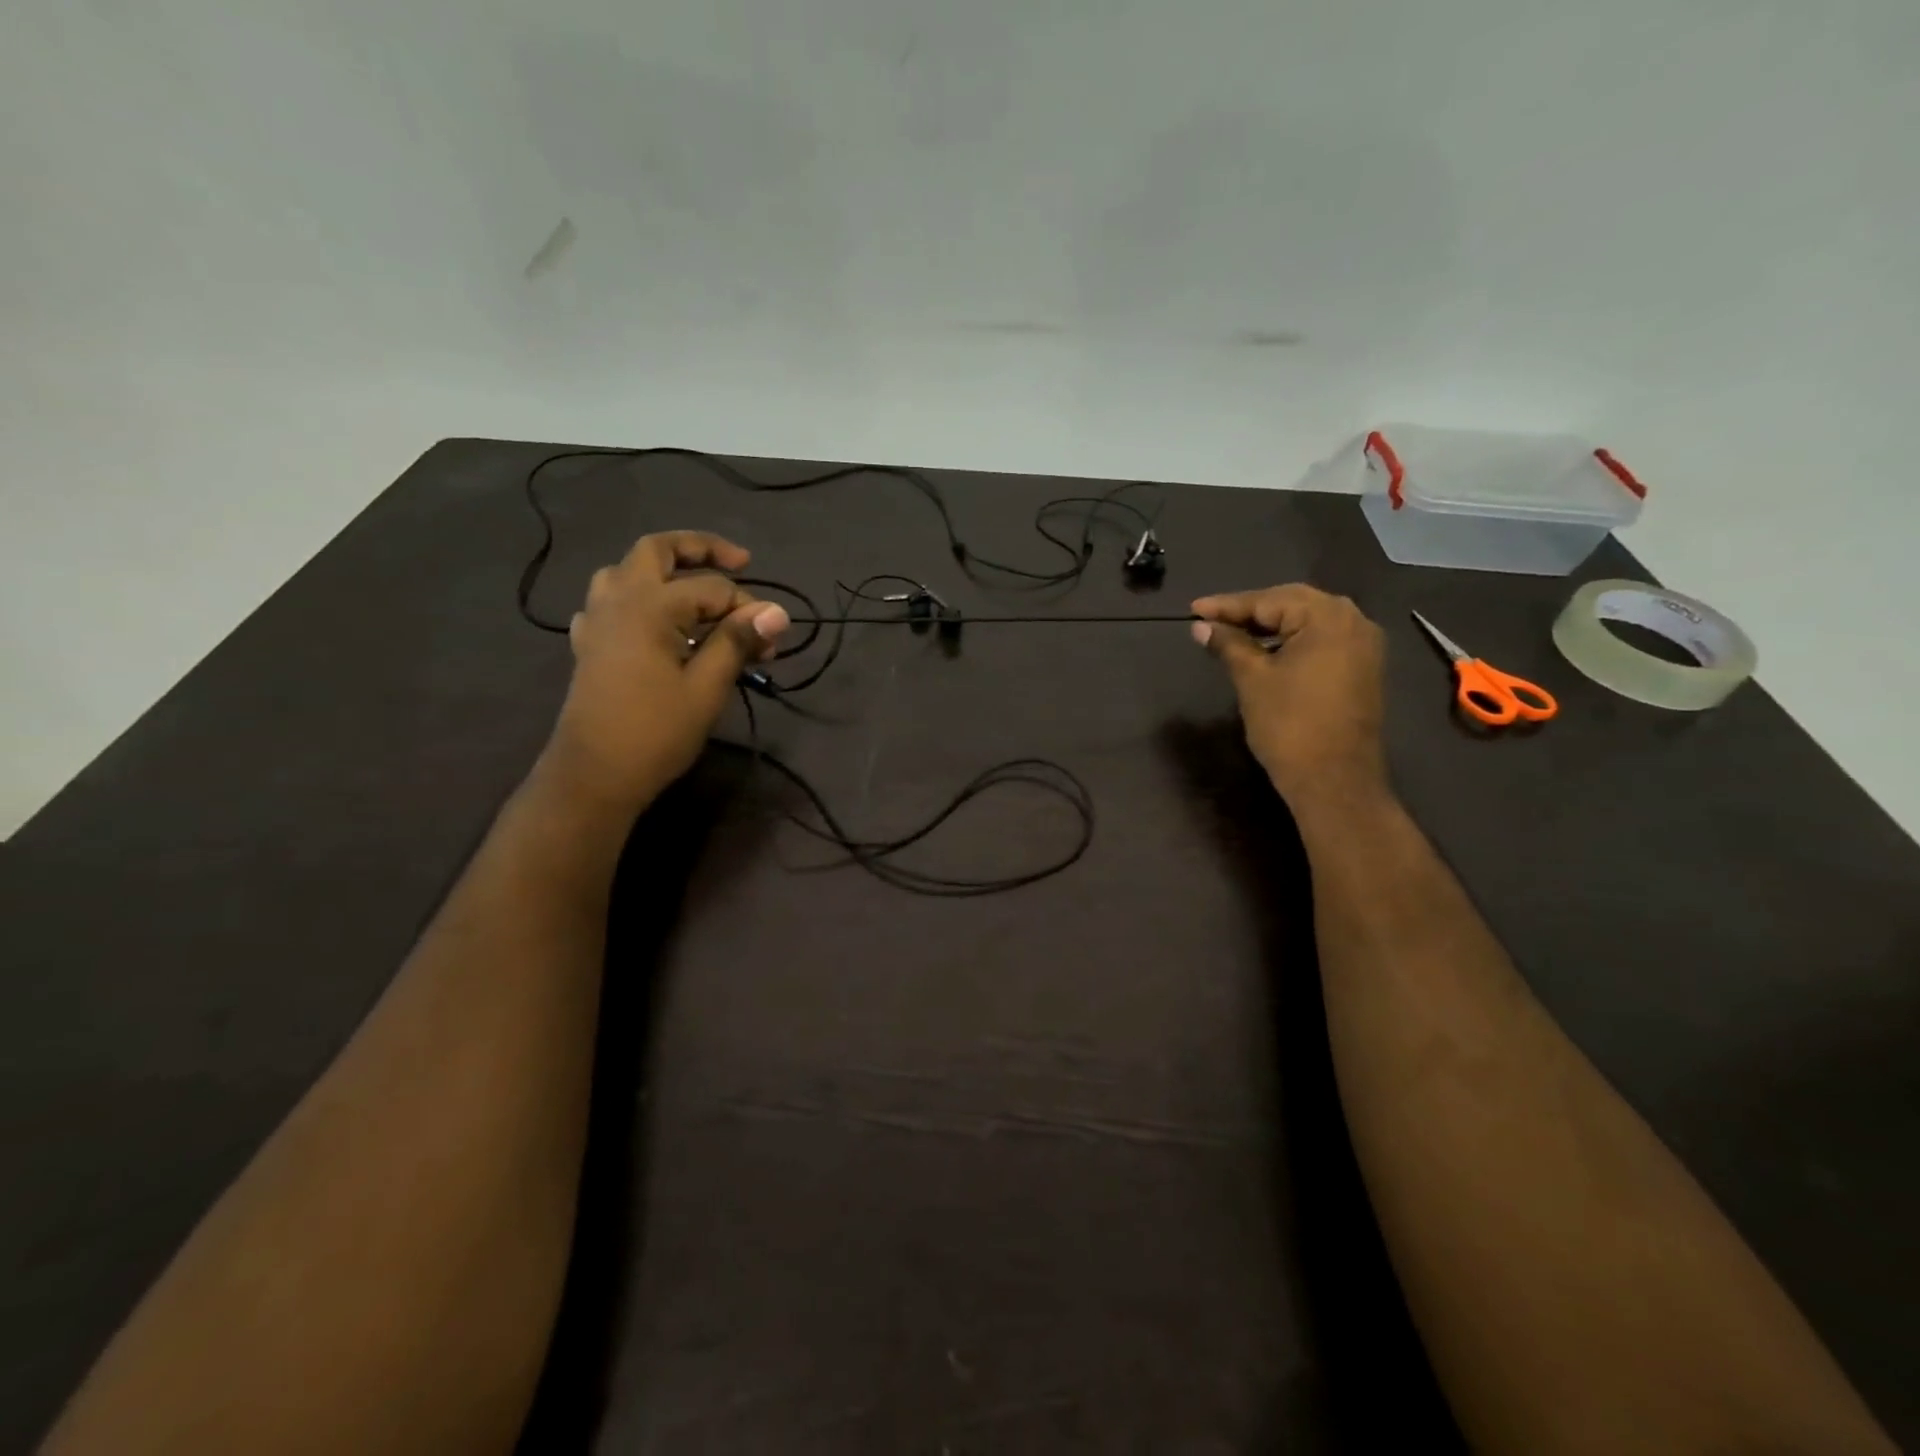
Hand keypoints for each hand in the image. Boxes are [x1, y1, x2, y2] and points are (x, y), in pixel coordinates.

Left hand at [541, 531, 788, 810]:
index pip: (712, 589)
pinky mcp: (589, 644)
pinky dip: (637, 600)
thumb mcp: (707, 688)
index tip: (772, 639)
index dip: (747, 609)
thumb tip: (777, 612)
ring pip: (627, 571)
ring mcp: (597, 620)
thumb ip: (737, 642)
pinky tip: (653, 624)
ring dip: (663, 570)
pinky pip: (610, 602)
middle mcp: (619, 599)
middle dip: (700, 548)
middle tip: (739, 562)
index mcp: (649, 606)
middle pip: (657, 550)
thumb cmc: (655, 732)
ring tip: (694, 589)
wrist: (594, 775)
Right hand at [1191, 585, 1387, 806]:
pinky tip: (1264, 651)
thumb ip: (1228, 645)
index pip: (1269, 600)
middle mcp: (1353, 621)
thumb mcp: (1252, 679)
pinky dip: (1291, 642)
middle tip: (1211, 619)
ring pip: (1307, 623)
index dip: (1227, 606)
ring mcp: (1363, 646)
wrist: (1334, 780)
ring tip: (1231, 633)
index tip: (1194, 610)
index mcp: (1328, 617)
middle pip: (1292, 604)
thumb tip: (1201, 627)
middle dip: (1250, 612)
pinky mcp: (1361, 669)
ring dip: (1270, 626)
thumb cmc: (1289, 724)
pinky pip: (1321, 642)